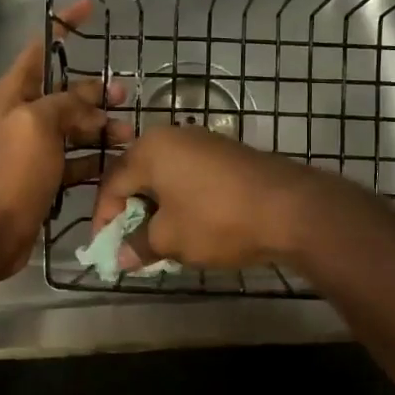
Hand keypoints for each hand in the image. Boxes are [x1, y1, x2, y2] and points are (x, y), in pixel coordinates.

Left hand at [0, 0, 129, 280]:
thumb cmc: (10, 171)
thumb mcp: (38, 125)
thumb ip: (66, 104)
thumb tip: (93, 103)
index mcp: (13, 93)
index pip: (41, 48)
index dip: (64, 26)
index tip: (89, 7)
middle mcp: (21, 116)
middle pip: (64, 93)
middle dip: (94, 91)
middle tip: (126, 95)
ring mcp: (32, 149)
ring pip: (73, 128)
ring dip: (100, 128)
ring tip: (128, 136)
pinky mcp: (42, 178)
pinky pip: (73, 160)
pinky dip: (93, 159)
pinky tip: (116, 163)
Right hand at [91, 126, 331, 270]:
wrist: (290, 208)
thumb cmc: (216, 220)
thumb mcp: (171, 239)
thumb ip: (139, 246)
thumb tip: (120, 258)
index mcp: (149, 149)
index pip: (112, 184)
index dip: (104, 219)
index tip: (105, 249)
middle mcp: (173, 136)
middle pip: (138, 175)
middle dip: (131, 212)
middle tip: (130, 244)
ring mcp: (204, 141)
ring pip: (166, 176)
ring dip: (157, 207)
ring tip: (159, 239)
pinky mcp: (228, 153)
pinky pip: (191, 176)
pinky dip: (182, 200)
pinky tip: (190, 225)